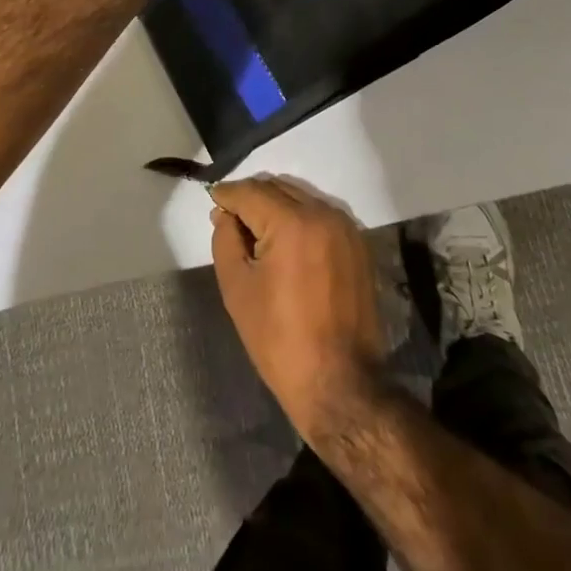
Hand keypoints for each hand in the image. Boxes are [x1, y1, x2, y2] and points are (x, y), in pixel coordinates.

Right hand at [209, 175, 387, 443]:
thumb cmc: (279, 339)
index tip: (212, 199)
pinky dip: (299, 219)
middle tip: (229, 218)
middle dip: (251, 198)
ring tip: (255, 231)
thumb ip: (226, 240)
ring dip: (276, 206)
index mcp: (293, 223)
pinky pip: (321, 216)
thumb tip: (226, 214)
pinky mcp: (358, 244)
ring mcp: (346, 227)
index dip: (227, 194)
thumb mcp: (237, 288)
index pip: (251, 192)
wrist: (339, 382)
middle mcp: (324, 214)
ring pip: (301, 199)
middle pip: (278, 188)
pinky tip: (285, 242)